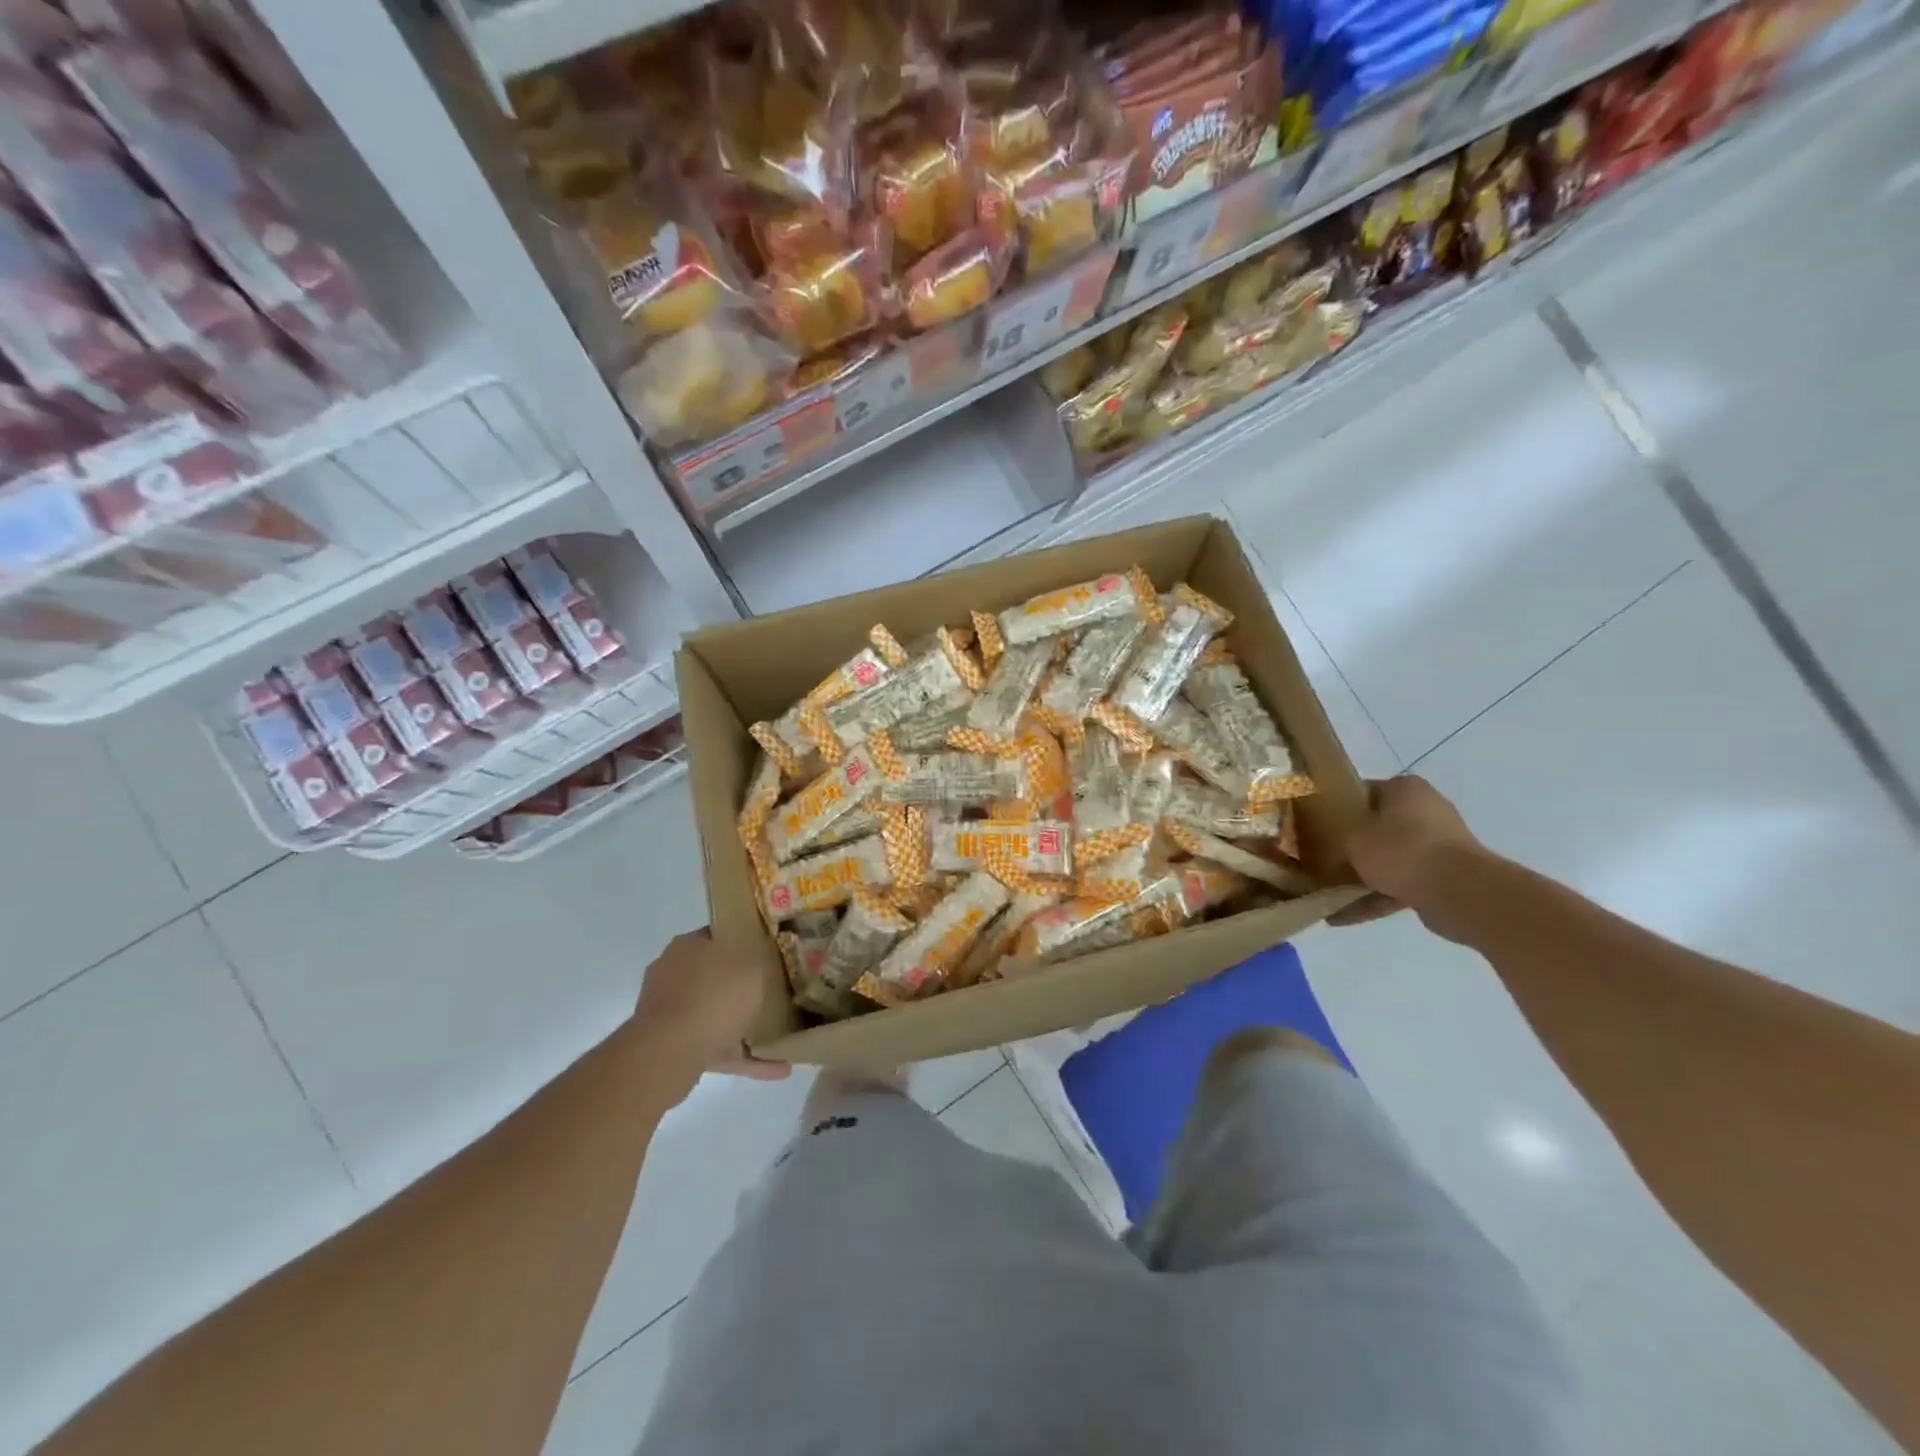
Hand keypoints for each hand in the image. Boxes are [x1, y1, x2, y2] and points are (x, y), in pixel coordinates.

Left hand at [633, 930, 790, 1094]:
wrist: (668, 1053)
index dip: (746, 941)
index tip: (771, 952)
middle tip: (775, 992)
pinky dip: (742, 1056)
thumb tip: (763, 954)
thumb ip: (761, 958)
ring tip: (780, 1036)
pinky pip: (715, 1048)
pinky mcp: (671, 1047)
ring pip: (714, 1014)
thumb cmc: (713, 996)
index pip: (721, 934)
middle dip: (743, 987)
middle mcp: (673, 973)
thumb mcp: (752, 964)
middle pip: (716, 976)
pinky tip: (777, 1067)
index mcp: (688, 946)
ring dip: (743, 1026)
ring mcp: (669, 1012)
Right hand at [1331, 775, 1486, 929]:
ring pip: (1389, 859)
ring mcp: (1439, 846)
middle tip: (1320, 859)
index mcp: (1405, 789)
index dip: (1336, 808)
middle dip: (1351, 846)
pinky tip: (1342, 916)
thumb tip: (1329, 843)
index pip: (1362, 791)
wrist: (1459, 892)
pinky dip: (1375, 898)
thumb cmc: (1401, 851)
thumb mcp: (1352, 838)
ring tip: (1326, 895)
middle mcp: (1426, 811)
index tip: (1315, 826)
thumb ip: (1336, 838)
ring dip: (1361, 877)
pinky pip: (1401, 884)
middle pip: (1377, 827)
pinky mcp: (1444, 878)